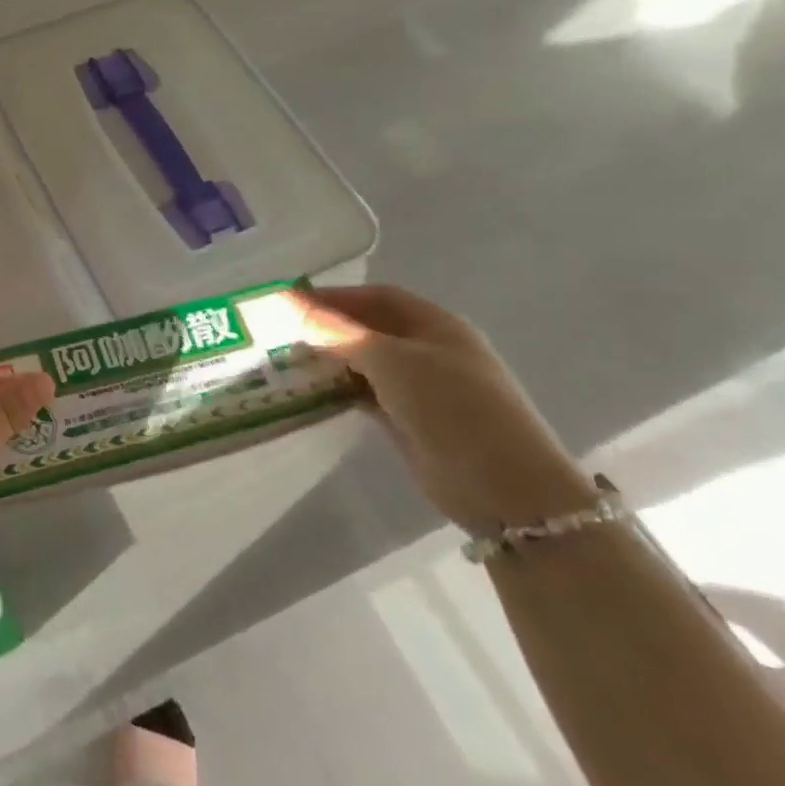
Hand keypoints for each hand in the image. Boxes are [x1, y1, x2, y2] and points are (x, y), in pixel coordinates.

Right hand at [281, 284, 597, 533]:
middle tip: (278, 332)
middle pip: (369, 328)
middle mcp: (429, 351)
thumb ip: (338, 332)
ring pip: (364, 363)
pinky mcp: (410, 421)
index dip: (333, 295)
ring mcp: (422, 389)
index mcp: (436, 325)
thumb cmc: (452, 408)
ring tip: (284, 360)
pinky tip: (309, 392)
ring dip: (328, 360)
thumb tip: (289, 304)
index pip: (376, 297)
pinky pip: (365, 395)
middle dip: (326, 327)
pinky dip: (338, 390)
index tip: (288, 302)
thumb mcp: (391, 361)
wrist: (506, 490)